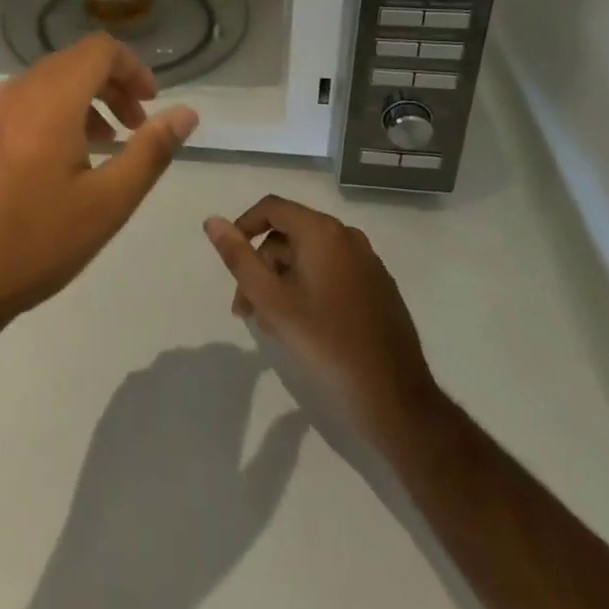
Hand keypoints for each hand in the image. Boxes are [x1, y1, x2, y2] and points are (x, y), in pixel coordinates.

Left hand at [0, 34, 198, 355]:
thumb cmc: (31, 243)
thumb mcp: (105, 204)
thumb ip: (150, 152)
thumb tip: (186, 113)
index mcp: (50, 98)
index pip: (99, 49)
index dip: (132, 67)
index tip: (151, 105)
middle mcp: (15, 93)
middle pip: (71, 63)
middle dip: (110, 86)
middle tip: (135, 126)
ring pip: (44, 86)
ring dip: (81, 103)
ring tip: (103, 147)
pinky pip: (19, 108)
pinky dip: (50, 117)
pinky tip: (56, 167)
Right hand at [203, 196, 441, 454]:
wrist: (396, 400)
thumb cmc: (326, 344)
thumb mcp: (271, 301)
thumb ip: (239, 257)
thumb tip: (212, 221)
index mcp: (322, 232)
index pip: (272, 208)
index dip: (244, 227)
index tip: (230, 261)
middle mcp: (347, 237)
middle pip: (289, 234)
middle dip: (261, 264)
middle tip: (245, 307)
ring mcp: (367, 263)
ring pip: (310, 256)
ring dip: (282, 281)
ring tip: (270, 324)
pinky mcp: (378, 288)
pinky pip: (332, 273)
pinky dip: (308, 288)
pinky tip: (301, 326)